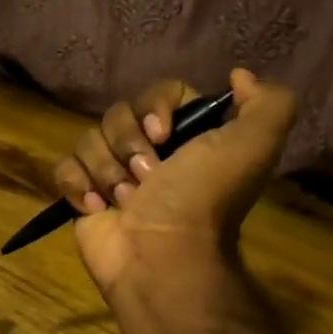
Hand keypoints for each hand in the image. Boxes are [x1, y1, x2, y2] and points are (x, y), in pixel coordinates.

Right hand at [53, 68, 295, 301]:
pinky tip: (96, 207)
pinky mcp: (83, 196)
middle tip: (147, 178)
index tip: (163, 135)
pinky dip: (77, 185)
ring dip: (106, 170)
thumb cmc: (202, 199)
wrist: (162, 257)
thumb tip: (239, 76)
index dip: (155, 107)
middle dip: (128, 144)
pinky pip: (64, 168)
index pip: (159, 93)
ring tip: (124, 200)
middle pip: (118, 114)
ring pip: (89, 140)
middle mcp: (150, 152)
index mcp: (188, 137)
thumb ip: (268, 103)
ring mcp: (112, 174)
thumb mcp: (254, 146)